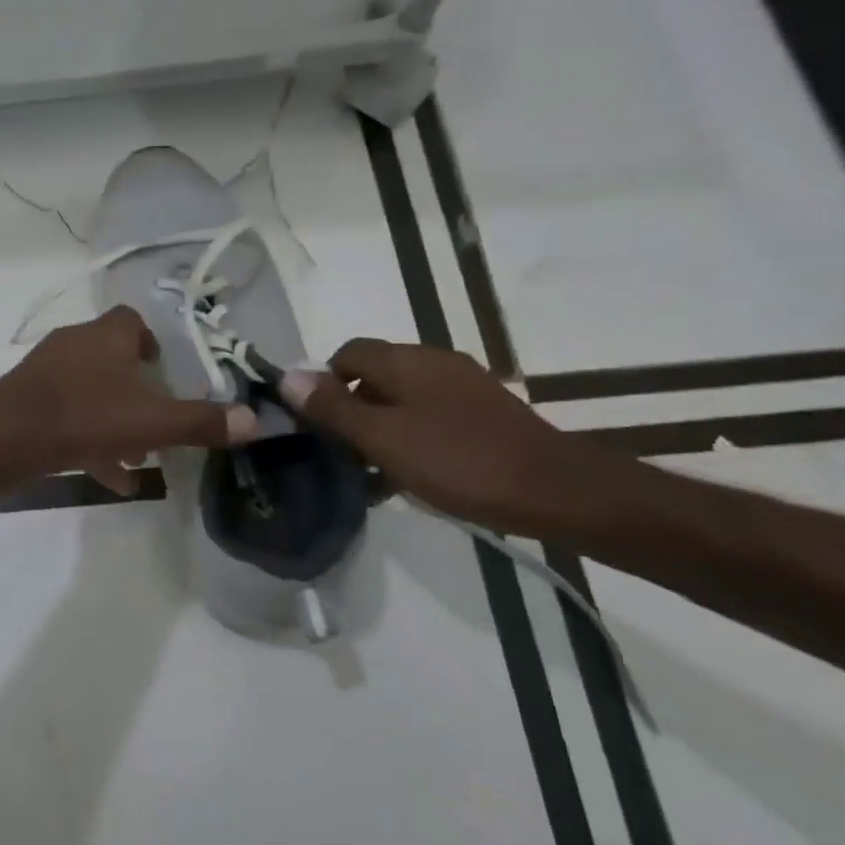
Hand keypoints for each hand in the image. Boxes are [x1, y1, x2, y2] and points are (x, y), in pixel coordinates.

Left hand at [0, 307, 259, 494]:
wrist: (7, 437)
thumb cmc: (86, 416)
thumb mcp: (152, 423)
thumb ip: (201, 422)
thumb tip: (255, 420)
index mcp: (106, 335)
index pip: (132, 321)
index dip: (152, 343)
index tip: (166, 372)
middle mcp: (75, 343)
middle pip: (112, 360)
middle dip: (137, 392)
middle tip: (156, 420)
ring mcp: (46, 371)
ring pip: (90, 392)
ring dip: (115, 421)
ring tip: (137, 458)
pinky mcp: (27, 399)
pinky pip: (66, 414)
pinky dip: (88, 439)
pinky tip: (109, 476)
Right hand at [280, 338, 622, 537]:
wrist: (557, 491)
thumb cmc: (459, 461)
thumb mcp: (384, 438)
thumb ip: (333, 408)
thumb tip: (287, 376)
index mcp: (406, 361)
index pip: (346, 353)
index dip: (322, 383)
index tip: (314, 424)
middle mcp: (433, 363)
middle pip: (372, 376)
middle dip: (348, 410)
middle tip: (337, 453)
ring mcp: (461, 388)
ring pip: (399, 400)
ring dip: (376, 429)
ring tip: (367, 473)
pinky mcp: (481, 414)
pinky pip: (427, 417)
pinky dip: (407, 438)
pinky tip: (405, 476)